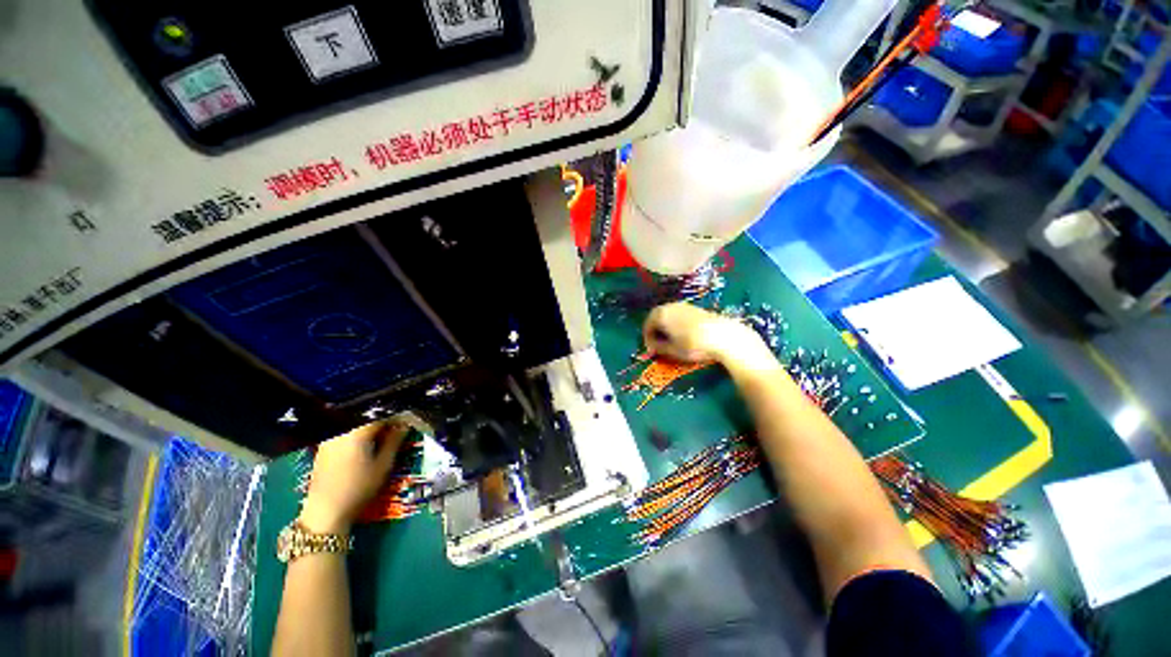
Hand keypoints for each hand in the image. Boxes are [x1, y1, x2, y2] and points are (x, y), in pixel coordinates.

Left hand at [300, 421, 408, 534]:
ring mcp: (331, 437)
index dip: (398, 415)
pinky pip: (347, 431)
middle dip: (385, 419)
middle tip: (398, 429)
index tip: (409, 421)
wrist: (325, 511)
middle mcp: (342, 429)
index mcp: (357, 430)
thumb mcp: (383, 464)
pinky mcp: (325, 446)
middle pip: (367, 416)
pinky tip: (367, 445)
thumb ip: (395, 440)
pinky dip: (360, 433)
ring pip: (356, 423)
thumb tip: (405, 424)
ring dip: (372, 426)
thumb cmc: (358, 488)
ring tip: (384, 437)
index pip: (382, 413)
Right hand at [643, 302, 772, 368]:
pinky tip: (682, 334)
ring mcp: (683, 305)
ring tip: (670, 339)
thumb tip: (652, 346)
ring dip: (665, 326)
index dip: (647, 339)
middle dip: (655, 330)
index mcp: (660, 315)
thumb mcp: (672, 350)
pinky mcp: (695, 307)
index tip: (651, 350)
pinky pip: (678, 314)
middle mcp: (669, 306)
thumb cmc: (693, 344)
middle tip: (657, 343)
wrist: (723, 336)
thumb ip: (658, 347)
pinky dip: (675, 323)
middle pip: (656, 317)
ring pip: (668, 315)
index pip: (647, 325)